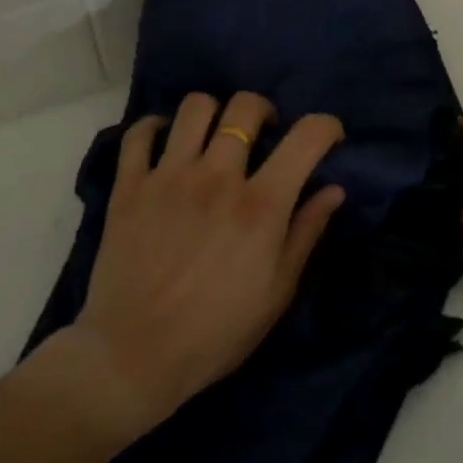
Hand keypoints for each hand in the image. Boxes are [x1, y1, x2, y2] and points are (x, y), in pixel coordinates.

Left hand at [58, 91, 345, 435]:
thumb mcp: (277, 291)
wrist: (135, 355)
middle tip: (264, 134)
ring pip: (194, 107)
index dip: (325, 126)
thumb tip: (333, 189)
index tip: (328, 136)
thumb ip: (306, 232)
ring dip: (213, 113)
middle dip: (264, 111)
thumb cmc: (217, 332)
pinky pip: (139, 133)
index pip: (306, 137)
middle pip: (245, 107)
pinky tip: (166, 144)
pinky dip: (155, 128)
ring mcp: (168, 177)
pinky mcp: (129, 186)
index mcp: (261, 205)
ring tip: (214, 137)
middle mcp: (217, 177)